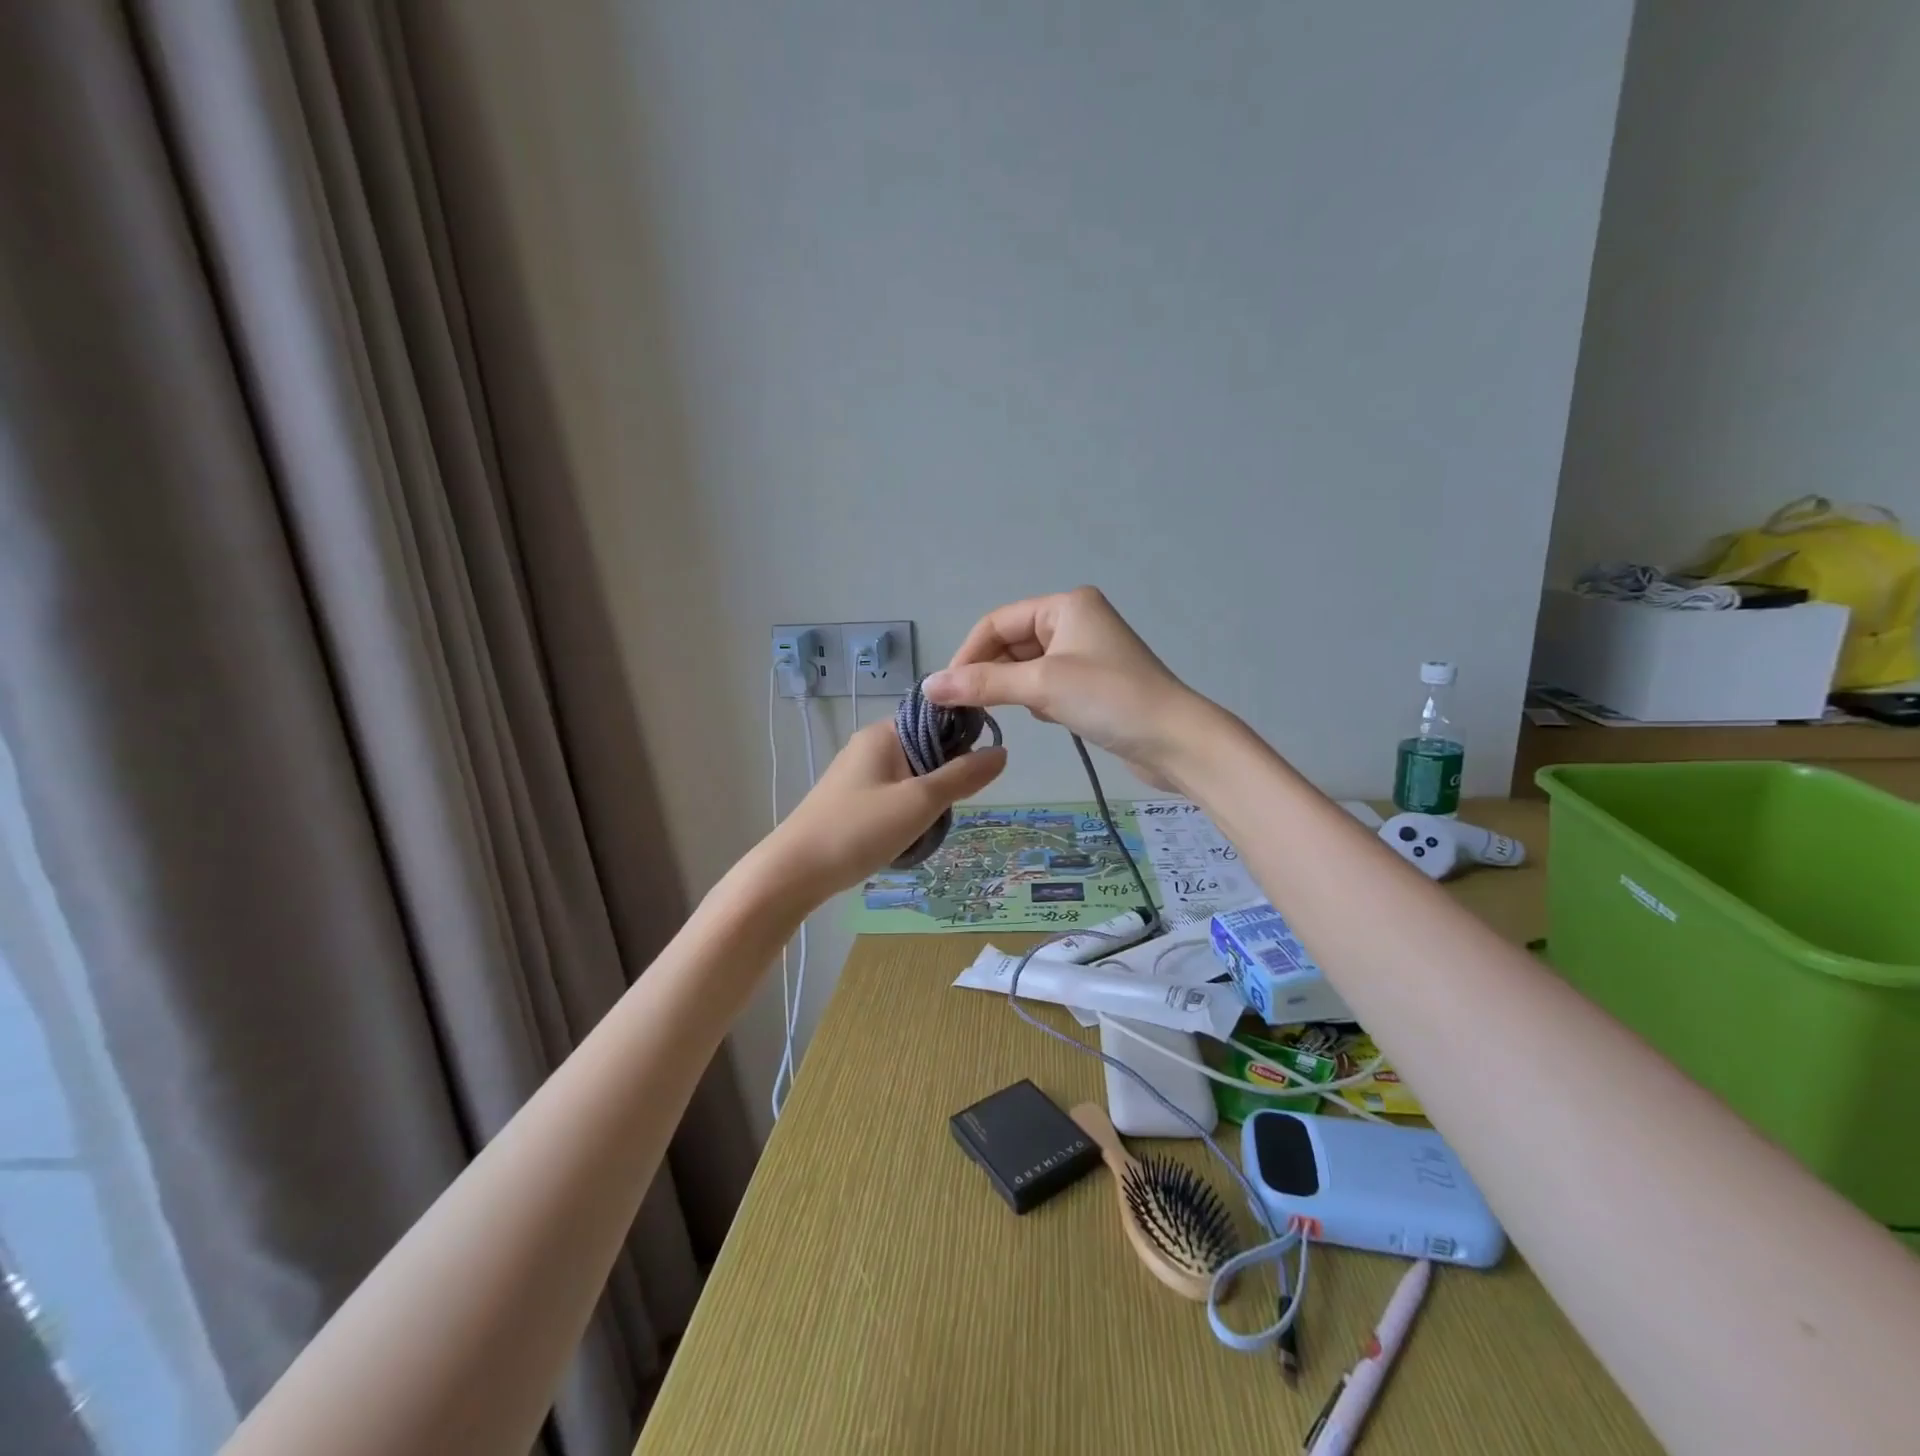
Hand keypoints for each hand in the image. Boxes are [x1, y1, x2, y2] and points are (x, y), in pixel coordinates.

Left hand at [756, 720, 1005, 904]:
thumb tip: (1002, 752)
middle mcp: (870, 745)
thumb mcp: (920, 802)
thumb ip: (963, 776)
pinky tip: (908, 834)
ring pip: (912, 775)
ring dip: (928, 798)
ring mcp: (858, 772)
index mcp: (885, 733)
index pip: (937, 717)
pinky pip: (894, 794)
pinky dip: (908, 810)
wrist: (795, 871)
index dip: (964, 738)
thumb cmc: (860, 829)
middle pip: (927, 747)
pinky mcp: (851, 799)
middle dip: (946, 776)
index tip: (978, 771)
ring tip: (929, 826)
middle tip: (949, 807)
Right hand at [922, 587, 1212, 789]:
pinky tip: (1045, 718)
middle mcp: (1075, 622)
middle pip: (1011, 643)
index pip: (997, 622)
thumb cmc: (1109, 699)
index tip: (946, 691)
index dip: (968, 654)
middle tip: (966, 708)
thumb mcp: (1041, 686)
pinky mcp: (1093, 684)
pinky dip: (1036, 700)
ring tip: (1006, 712)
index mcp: (1065, 606)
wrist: (1175, 741)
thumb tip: (928, 685)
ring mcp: (1086, 654)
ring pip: (1028, 667)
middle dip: (989, 674)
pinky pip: (1047, 685)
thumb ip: (983, 684)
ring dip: (1013, 689)